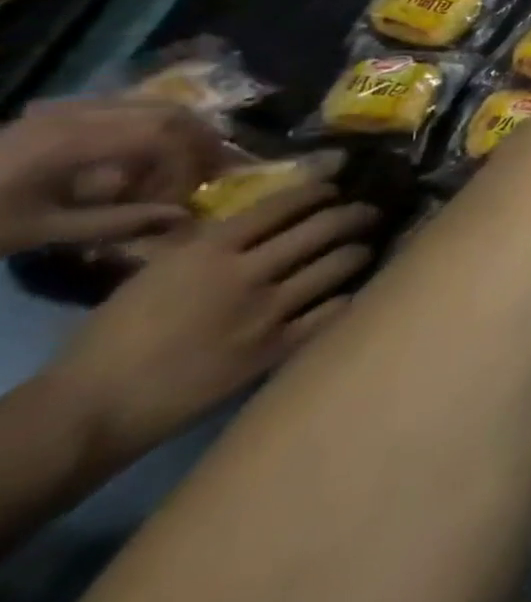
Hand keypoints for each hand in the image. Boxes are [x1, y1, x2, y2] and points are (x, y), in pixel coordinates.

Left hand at [0, 99, 231, 255]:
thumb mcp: (42, 231)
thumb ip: (118, 222)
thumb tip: (184, 217)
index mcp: (74, 141)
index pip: (166, 136)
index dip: (190, 164)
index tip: (184, 198)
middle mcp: (80, 112)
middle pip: (171, 113)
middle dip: (199, 144)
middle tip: (206, 175)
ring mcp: (69, 106)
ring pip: (157, 105)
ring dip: (181, 134)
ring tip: (179, 166)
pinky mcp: (61, 110)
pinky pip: (130, 107)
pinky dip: (154, 127)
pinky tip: (141, 156)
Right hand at [47, 181, 377, 464]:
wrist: (88, 411)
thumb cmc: (111, 340)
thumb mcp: (156, 273)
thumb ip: (210, 244)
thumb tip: (261, 221)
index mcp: (210, 250)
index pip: (284, 204)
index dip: (319, 191)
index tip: (335, 189)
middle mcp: (247, 273)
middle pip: (326, 226)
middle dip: (357, 214)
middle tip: (370, 212)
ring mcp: (266, 311)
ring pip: (341, 263)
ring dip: (360, 251)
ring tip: (365, 248)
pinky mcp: (275, 349)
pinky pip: (333, 311)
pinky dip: (348, 297)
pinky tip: (352, 292)